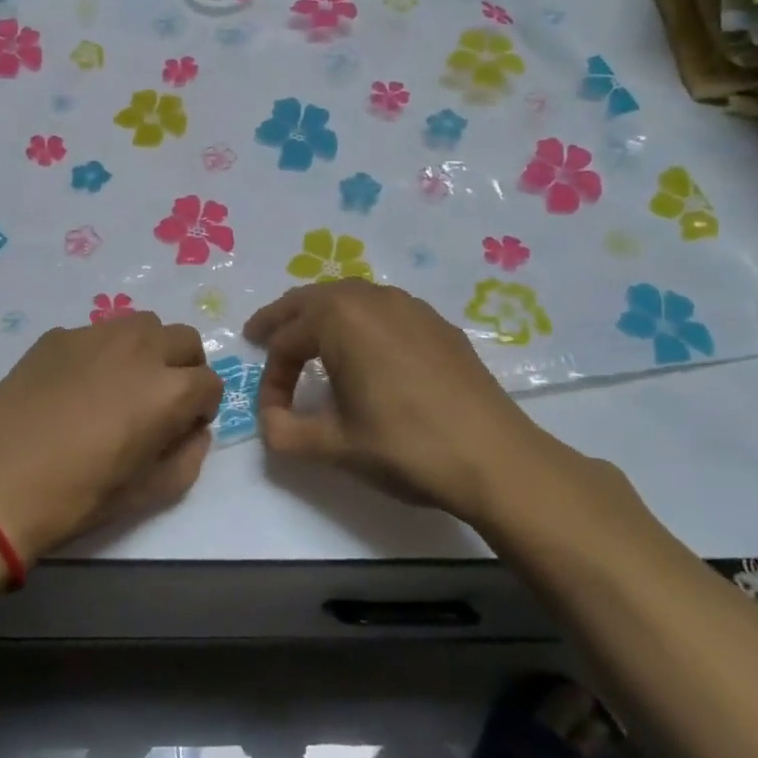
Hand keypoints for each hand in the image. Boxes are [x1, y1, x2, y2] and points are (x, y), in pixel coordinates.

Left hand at [0, 313, 222, 563]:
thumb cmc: (74, 497)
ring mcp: (94, 335)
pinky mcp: (57, 336)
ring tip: (123, 384)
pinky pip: (97, 332)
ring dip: (148, 350)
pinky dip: (104, 351)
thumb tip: (194, 431)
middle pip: (185, 339)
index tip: (183, 428)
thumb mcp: (147, 494)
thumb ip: (187, 457)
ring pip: (143, 324)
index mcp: (167, 390)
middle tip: (160, 401)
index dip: (203, 408)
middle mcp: (139, 349)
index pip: (211, 382)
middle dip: (184, 368)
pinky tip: (76, 386)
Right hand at [243, 280, 564, 518]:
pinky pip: (382, 309)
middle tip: (260, 335)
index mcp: (339, 318)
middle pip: (312, 300)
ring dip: (320, 315)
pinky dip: (357, 321)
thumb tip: (267, 422)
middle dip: (283, 320)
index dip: (271, 379)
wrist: (497, 459)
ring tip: (307, 338)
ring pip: (348, 298)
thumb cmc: (406, 446)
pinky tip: (363, 350)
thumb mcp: (334, 447)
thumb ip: (285, 433)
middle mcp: (371, 298)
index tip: (271, 415)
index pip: (286, 341)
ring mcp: (410, 306)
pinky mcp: (437, 323)